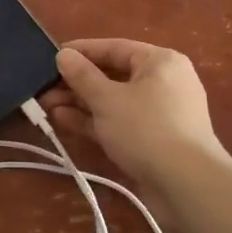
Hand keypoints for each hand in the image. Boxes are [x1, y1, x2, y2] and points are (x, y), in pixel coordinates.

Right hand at [40, 39, 226, 189]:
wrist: (187, 185)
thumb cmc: (146, 129)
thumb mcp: (107, 99)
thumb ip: (82, 76)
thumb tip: (64, 55)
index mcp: (160, 61)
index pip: (115, 47)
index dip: (82, 51)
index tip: (52, 56)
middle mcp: (164, 82)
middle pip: (113, 75)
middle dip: (77, 83)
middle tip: (44, 89)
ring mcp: (160, 113)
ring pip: (114, 101)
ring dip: (81, 103)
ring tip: (47, 107)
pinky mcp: (154, 140)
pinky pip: (120, 122)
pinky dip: (95, 121)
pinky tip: (64, 122)